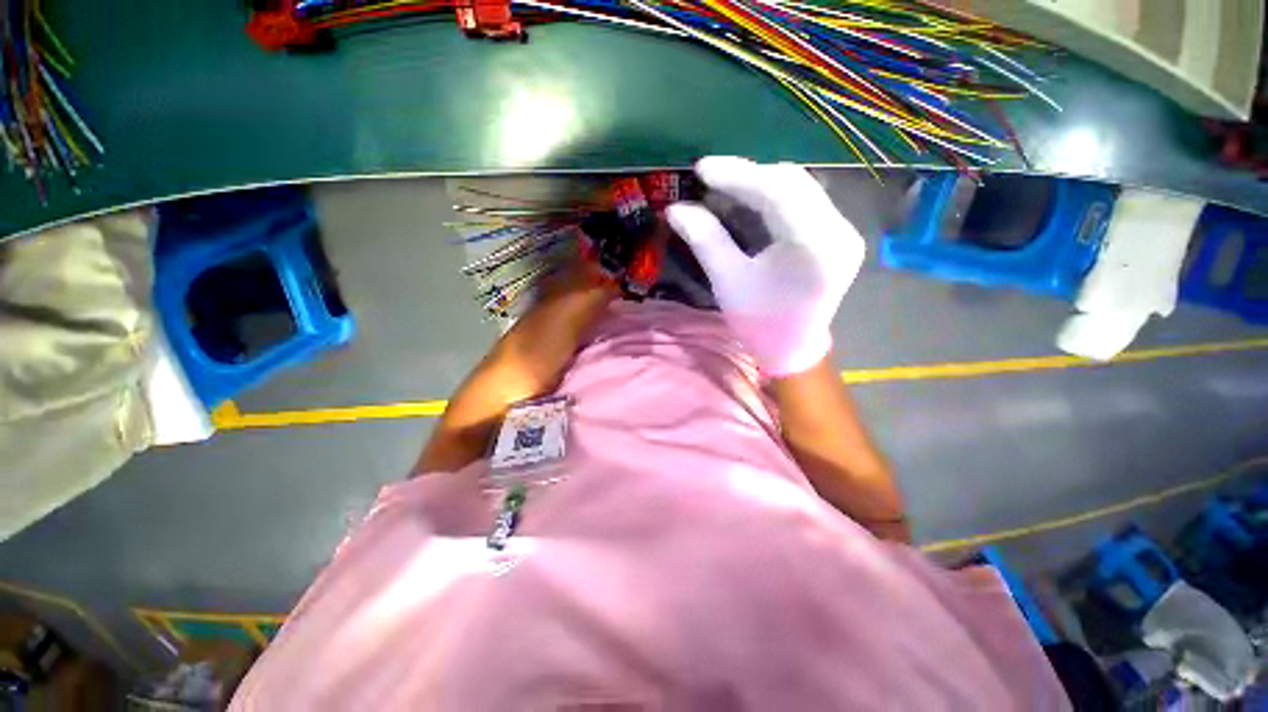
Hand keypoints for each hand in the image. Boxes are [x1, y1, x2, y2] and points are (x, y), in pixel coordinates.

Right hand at [666, 157, 864, 376]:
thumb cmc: (759, 323)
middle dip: (748, 176)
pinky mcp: (840, 234)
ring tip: (726, 187)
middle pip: (793, 183)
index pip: (778, 193)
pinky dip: (775, 195)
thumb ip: (705, 240)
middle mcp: (840, 232)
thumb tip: (675, 209)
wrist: (792, 348)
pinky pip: (807, 199)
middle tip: (710, 179)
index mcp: (815, 249)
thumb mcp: (728, 282)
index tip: (702, 169)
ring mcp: (845, 231)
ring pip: (802, 187)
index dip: (738, 175)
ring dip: (761, 182)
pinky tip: (751, 200)